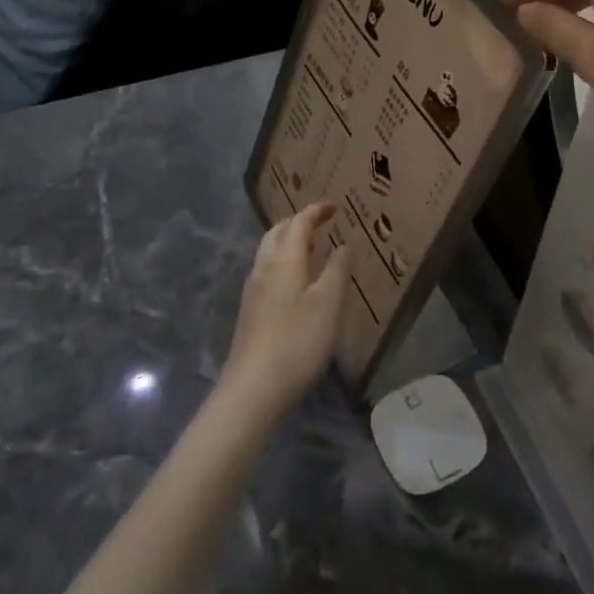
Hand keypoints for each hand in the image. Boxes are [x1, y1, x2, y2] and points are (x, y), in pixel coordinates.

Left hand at [222, 203, 350, 417]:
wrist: (253, 387)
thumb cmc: (297, 341)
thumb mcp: (329, 304)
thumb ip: (338, 270)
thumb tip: (343, 245)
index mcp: (284, 260)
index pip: (298, 223)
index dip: (315, 211)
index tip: (334, 206)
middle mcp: (263, 268)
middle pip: (276, 233)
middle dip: (297, 223)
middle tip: (320, 223)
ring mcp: (252, 291)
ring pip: (268, 252)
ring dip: (288, 242)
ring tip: (311, 249)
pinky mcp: (249, 312)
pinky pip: (267, 271)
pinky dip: (283, 262)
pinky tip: (296, 282)